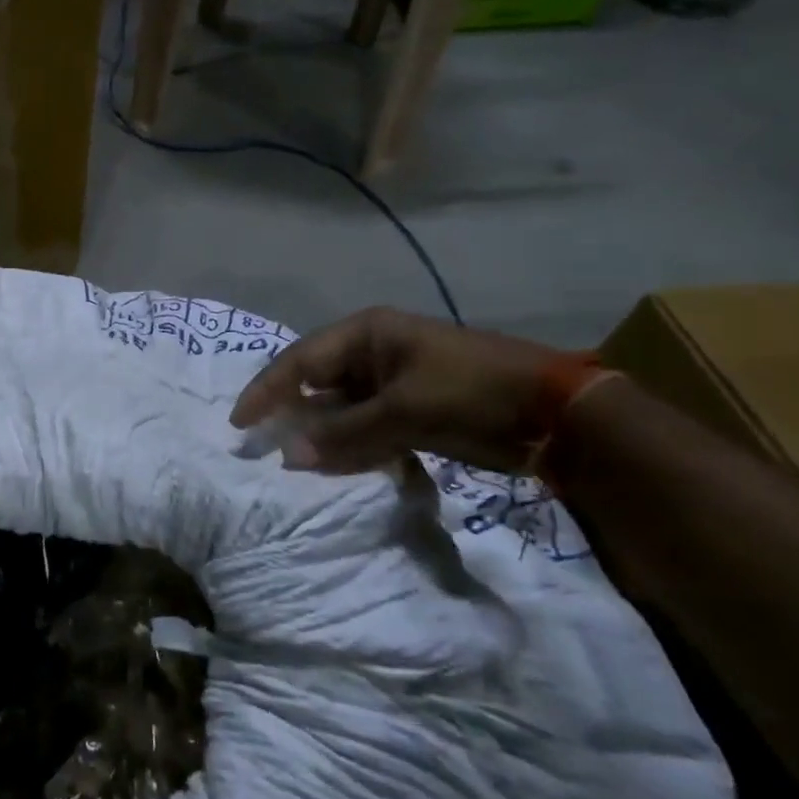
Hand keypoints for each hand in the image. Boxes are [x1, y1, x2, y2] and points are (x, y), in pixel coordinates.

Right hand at [229, 307, 555, 472]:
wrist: (558, 414)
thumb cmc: (471, 394)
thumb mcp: (404, 412)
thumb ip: (344, 433)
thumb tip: (290, 456)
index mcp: (367, 334)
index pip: (300, 361)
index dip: (267, 390)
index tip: (240, 422)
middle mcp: (374, 351)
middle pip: (317, 381)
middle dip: (291, 413)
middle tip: (262, 442)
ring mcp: (394, 379)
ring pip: (340, 406)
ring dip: (321, 432)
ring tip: (296, 459)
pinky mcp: (412, 406)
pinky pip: (366, 424)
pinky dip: (351, 443)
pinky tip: (338, 464)